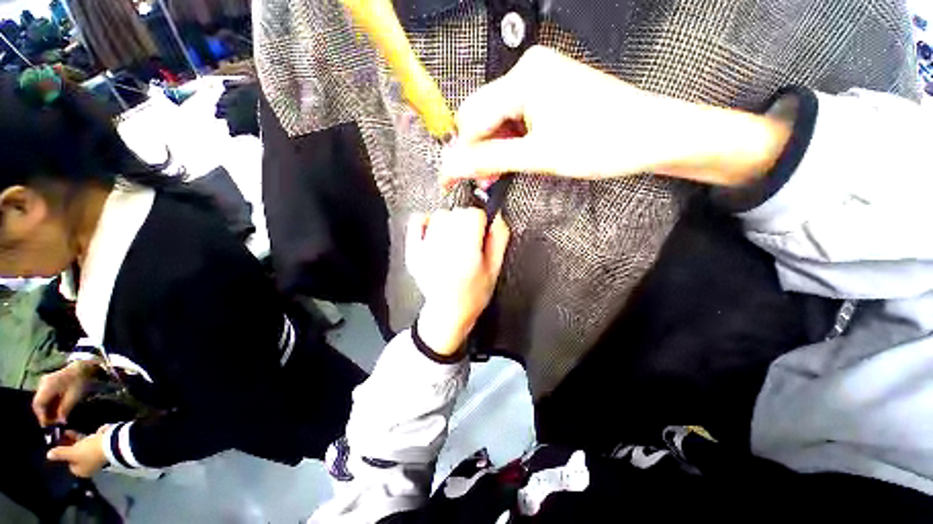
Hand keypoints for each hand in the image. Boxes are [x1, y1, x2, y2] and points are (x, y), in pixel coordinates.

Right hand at [33, 360, 95, 426]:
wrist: (84, 368)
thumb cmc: (79, 382)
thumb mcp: (73, 397)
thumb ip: (64, 409)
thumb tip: (60, 421)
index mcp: (47, 386)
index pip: (38, 404)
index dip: (41, 415)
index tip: (48, 425)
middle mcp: (43, 384)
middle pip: (38, 403)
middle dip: (44, 414)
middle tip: (52, 423)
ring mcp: (45, 382)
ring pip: (41, 400)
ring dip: (47, 410)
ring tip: (55, 419)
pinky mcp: (50, 383)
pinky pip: (46, 396)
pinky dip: (50, 405)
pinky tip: (56, 411)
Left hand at [48, 426, 108, 477]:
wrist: (109, 444)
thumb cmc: (88, 452)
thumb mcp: (72, 452)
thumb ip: (60, 453)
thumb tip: (48, 455)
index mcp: (81, 472)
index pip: (69, 465)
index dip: (64, 455)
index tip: (59, 446)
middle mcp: (88, 467)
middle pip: (76, 456)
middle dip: (69, 446)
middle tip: (62, 437)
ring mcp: (95, 457)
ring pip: (82, 448)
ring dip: (75, 441)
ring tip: (68, 432)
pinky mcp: (101, 448)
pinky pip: (89, 443)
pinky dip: (84, 438)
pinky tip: (78, 432)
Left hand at [406, 209, 509, 355]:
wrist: (447, 311)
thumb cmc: (473, 294)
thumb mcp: (494, 269)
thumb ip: (498, 240)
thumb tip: (496, 216)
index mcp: (466, 255)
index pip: (473, 215)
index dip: (482, 221)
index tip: (482, 231)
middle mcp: (444, 249)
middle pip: (458, 212)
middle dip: (467, 221)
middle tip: (469, 238)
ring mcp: (425, 249)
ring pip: (441, 214)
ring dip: (450, 222)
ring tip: (454, 241)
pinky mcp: (413, 251)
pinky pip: (417, 220)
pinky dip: (427, 221)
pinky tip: (435, 234)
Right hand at [441, 45, 791, 187]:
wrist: (649, 135)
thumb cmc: (602, 142)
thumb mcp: (539, 157)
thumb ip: (491, 161)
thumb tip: (454, 168)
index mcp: (524, 78)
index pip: (472, 120)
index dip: (460, 154)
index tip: (451, 180)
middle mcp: (527, 69)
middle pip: (480, 115)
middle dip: (476, 150)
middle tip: (482, 180)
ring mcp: (538, 77)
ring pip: (495, 117)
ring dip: (492, 148)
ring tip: (500, 173)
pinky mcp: (547, 90)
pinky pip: (513, 115)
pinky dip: (508, 139)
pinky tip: (515, 156)